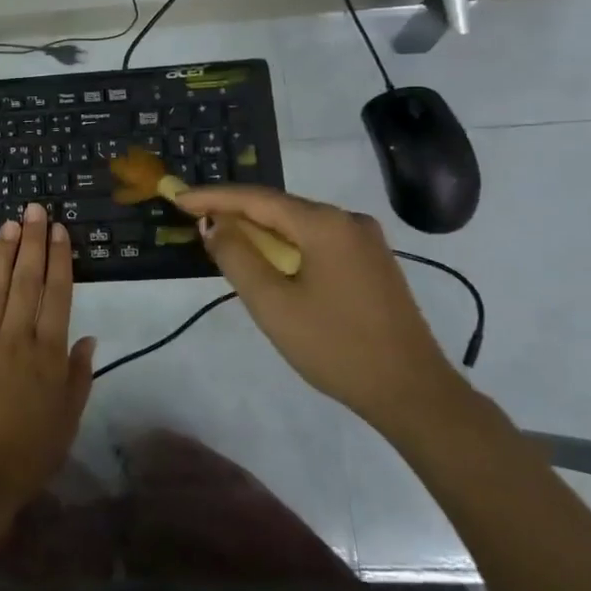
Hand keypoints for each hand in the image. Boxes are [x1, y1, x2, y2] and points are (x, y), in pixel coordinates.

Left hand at [0, 204, 95, 522]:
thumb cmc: (29, 454)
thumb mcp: (67, 420)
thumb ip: (78, 376)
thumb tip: (87, 336)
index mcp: (48, 355)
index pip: (57, 295)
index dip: (60, 260)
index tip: (60, 230)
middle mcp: (16, 339)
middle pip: (27, 282)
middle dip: (32, 242)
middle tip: (34, 209)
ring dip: (4, 254)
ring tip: (10, 225)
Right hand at [169, 184, 462, 430]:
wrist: (413, 393)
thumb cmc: (335, 346)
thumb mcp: (272, 304)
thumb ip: (236, 256)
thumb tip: (214, 223)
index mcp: (325, 224)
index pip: (256, 198)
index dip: (213, 197)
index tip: (178, 197)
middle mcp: (348, 220)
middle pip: (279, 207)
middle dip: (235, 212)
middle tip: (195, 220)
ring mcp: (366, 241)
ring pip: (298, 225)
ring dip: (260, 231)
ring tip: (223, 241)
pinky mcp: (372, 263)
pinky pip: (317, 241)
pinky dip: (286, 246)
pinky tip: (269, 262)